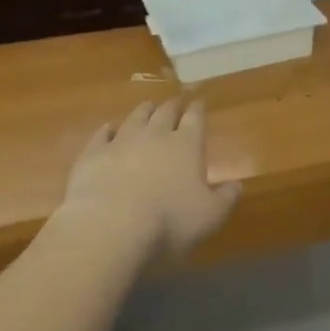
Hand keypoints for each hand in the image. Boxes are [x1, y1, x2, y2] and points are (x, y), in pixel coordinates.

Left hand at [61, 99, 240, 261]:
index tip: (200, 103)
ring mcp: (121, 142)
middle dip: (172, 106)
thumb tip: (237, 185)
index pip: (195, 119)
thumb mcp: (209, 218)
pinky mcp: (93, 155)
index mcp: (186, 145)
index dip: (198, 110)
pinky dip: (106, 129)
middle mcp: (155, 135)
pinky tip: (108, 128)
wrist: (109, 227)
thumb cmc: (168, 223)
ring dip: (143, 111)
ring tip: (147, 106)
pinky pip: (101, 135)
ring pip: (135, 118)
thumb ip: (225, 199)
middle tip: (175, 102)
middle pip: (165, 113)